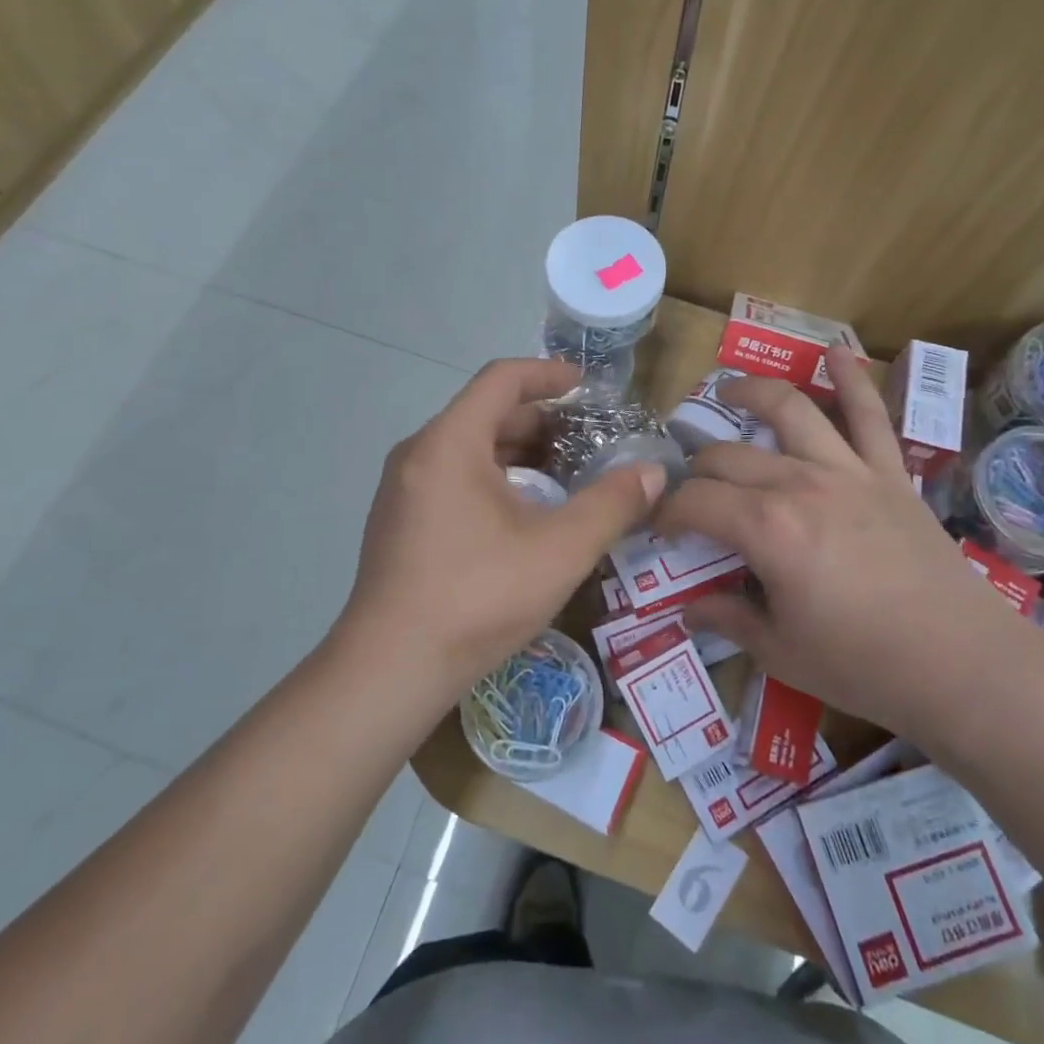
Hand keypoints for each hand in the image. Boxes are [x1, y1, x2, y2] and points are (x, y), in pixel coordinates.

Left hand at [334, 358, 665, 705]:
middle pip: (485, 412)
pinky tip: (523, 513)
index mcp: (449, 442)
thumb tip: (653, 473)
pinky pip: (452, 476)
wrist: (391, 669)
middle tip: (589, 441)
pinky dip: (493, 476)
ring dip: (518, 452)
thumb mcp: (559, 549)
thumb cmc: (477, 597)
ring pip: (468, 447)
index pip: (502, 379)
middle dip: (541, 420)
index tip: (587, 387)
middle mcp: (418, 453)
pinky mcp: (399, 520)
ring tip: (565, 474)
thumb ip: (611, 505)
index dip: (548, 374)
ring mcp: (402, 488)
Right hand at [655, 346, 1020, 743]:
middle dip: (697, 468)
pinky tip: (835, 353)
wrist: (964, 666)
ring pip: (791, 410)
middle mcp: (800, 484)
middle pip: (729, 456)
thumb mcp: (781, 652)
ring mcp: (848, 471)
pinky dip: (852, 379)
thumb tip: (691, 609)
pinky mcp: (889, 474)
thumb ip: (730, 619)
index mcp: (766, 529)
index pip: (696, 502)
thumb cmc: (864, 665)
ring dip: (753, 392)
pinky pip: (870, 416)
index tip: (660, 529)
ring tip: (728, 389)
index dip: (667, 513)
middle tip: (690, 488)